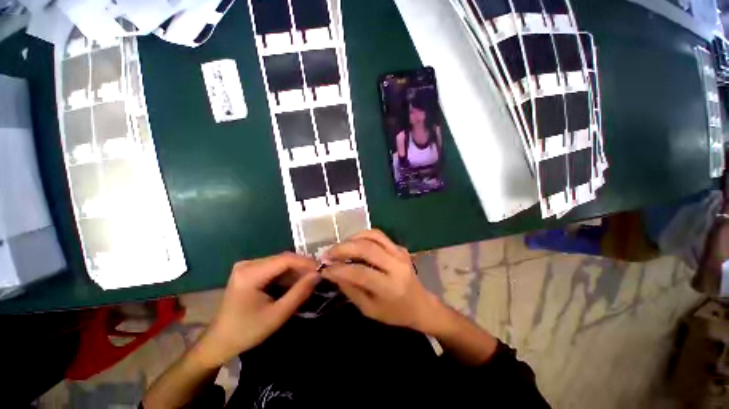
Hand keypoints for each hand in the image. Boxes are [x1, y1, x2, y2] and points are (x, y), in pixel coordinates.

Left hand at [194, 253, 319, 367]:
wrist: (220, 341)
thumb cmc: (247, 331)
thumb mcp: (277, 315)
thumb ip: (299, 293)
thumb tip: (318, 274)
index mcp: (250, 274)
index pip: (285, 259)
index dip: (305, 262)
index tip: (321, 269)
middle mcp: (248, 264)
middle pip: (283, 259)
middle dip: (301, 267)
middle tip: (316, 277)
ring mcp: (247, 266)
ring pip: (280, 262)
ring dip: (295, 271)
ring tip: (308, 281)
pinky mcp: (249, 271)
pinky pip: (273, 267)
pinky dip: (286, 274)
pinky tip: (294, 283)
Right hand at [321, 230, 442, 332]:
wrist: (421, 303)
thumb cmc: (395, 313)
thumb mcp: (369, 310)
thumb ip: (351, 290)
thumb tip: (333, 272)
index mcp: (390, 288)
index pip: (360, 273)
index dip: (339, 269)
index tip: (324, 269)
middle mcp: (396, 266)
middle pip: (367, 248)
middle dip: (343, 249)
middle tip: (328, 254)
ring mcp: (400, 253)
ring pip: (373, 236)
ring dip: (352, 238)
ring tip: (340, 247)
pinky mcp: (400, 247)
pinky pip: (379, 235)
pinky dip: (363, 235)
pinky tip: (354, 242)